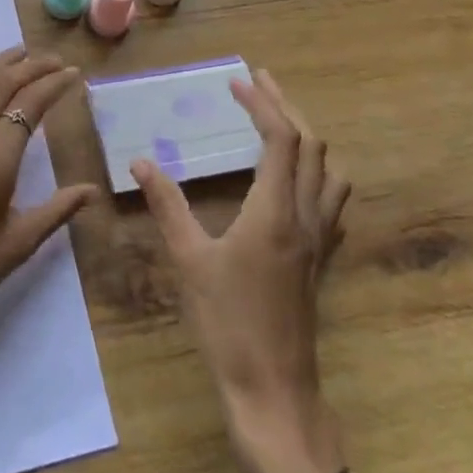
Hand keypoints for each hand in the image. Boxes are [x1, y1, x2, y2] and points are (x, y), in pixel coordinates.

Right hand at [133, 70, 360, 472]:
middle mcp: (307, 217)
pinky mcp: (321, 260)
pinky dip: (317, 172)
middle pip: (311, 146)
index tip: (237, 83)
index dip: (262, 104)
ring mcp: (320, 240)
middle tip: (259, 83)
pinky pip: (332, 200)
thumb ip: (167, 206)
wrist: (273, 390)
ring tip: (279, 121)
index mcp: (276, 211)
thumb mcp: (189, 261)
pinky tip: (298, 180)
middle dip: (287, 107)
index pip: (281, 139)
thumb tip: (141, 162)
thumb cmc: (228, 324)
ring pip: (329, 171)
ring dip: (307, 137)